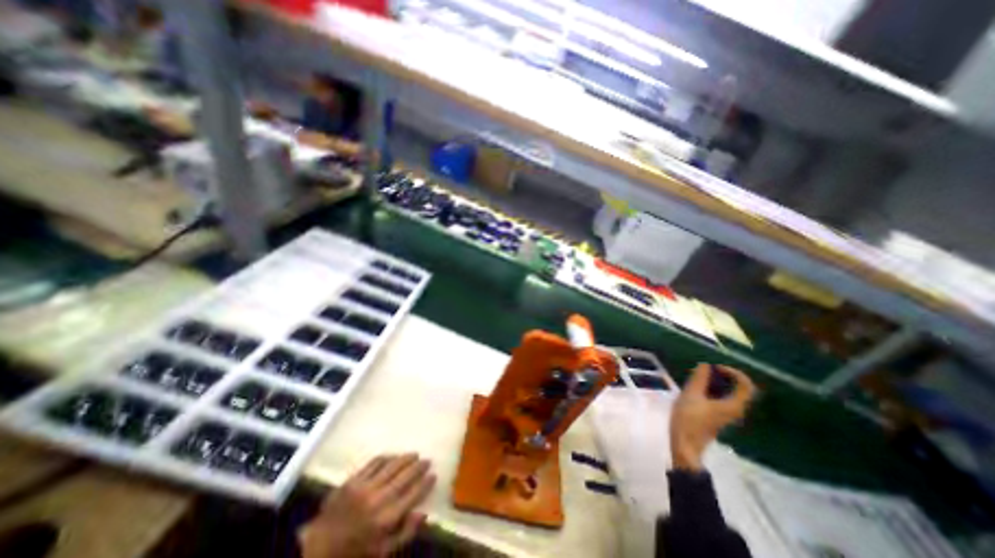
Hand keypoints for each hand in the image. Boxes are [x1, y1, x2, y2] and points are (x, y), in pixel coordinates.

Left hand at [295, 453, 435, 557]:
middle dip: (418, 466)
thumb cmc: (355, 552)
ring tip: (414, 454)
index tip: (433, 475)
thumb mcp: (383, 553)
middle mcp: (378, 499)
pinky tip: (393, 456)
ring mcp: (364, 487)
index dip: (426, 483)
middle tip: (427, 460)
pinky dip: (387, 457)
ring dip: (405, 458)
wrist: (318, 548)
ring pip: (391, 465)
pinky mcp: (353, 480)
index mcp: (387, 519)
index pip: (413, 494)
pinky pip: (374, 462)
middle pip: (405, 476)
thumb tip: (423, 512)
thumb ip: (406, 533)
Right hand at [673, 366, 757, 470]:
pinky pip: (722, 398)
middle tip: (705, 370)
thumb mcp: (691, 395)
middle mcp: (735, 410)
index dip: (733, 372)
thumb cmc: (689, 419)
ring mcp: (727, 414)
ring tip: (698, 377)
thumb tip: (705, 365)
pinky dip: (713, 389)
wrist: (685, 444)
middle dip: (723, 375)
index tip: (714, 367)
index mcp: (733, 405)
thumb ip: (699, 379)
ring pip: (729, 393)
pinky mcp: (718, 416)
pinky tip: (696, 388)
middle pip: (738, 388)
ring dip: (716, 382)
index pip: (746, 385)